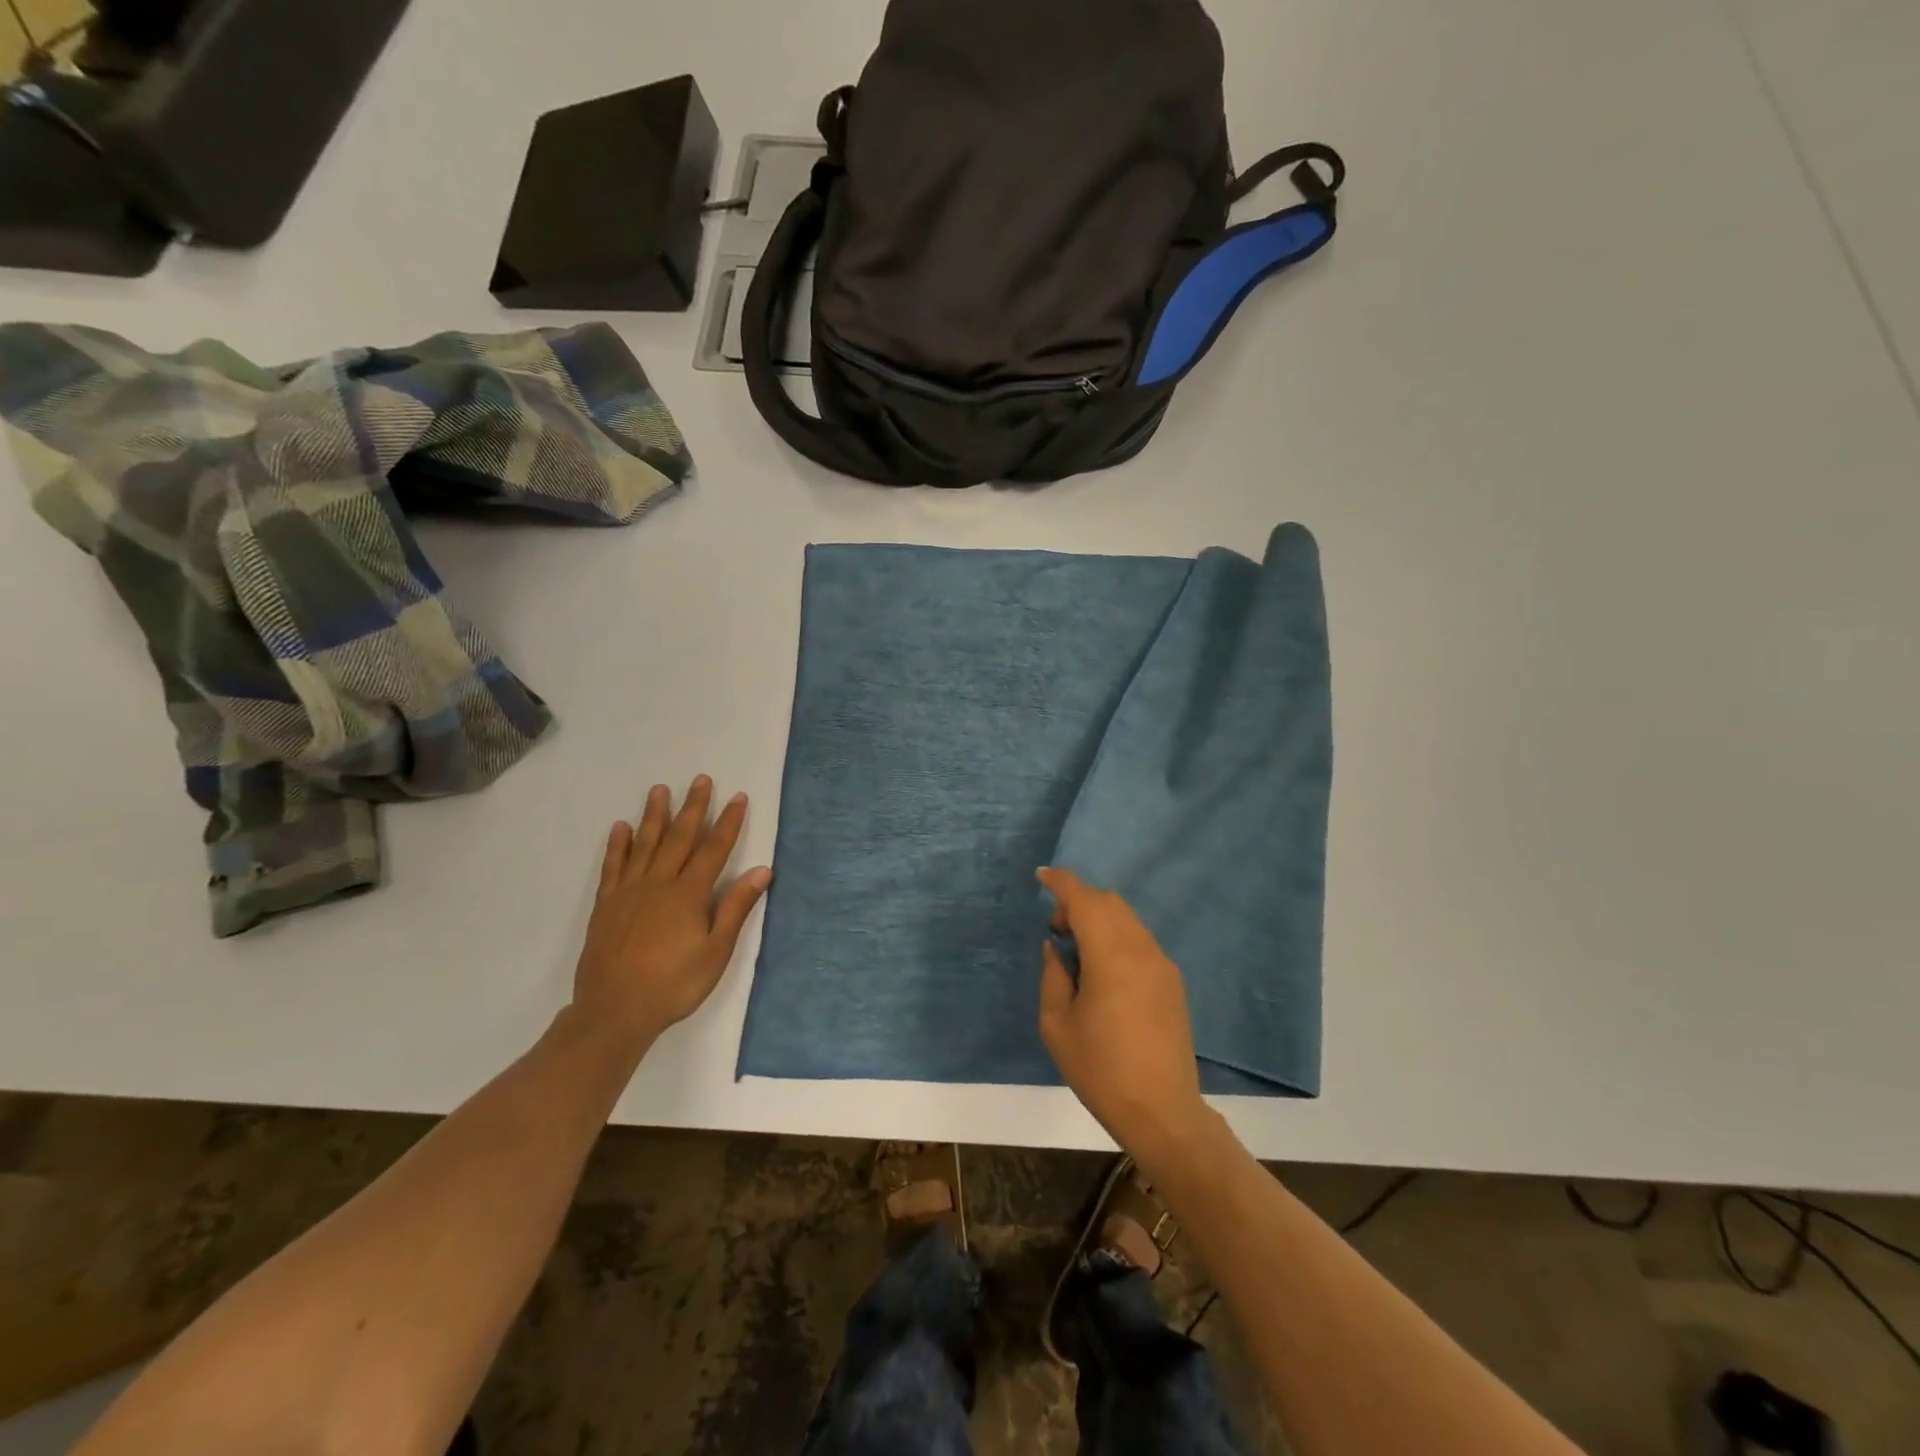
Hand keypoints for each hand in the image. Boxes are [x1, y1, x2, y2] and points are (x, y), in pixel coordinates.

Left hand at [572, 777, 771, 1051]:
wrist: (614, 1011)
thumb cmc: (674, 984)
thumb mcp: (716, 951)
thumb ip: (736, 908)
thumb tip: (762, 871)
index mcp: (689, 894)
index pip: (714, 849)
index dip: (728, 822)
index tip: (737, 797)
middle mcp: (659, 883)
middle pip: (679, 837)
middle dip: (693, 807)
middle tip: (700, 779)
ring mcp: (629, 891)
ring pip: (645, 843)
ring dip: (654, 815)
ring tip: (660, 789)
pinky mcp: (606, 904)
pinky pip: (613, 866)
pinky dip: (618, 845)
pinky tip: (621, 827)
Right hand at [1037, 867, 1210, 1166]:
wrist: (1162, 1112)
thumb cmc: (1100, 1070)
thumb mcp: (1057, 1025)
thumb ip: (1053, 976)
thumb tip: (1055, 948)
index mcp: (1111, 957)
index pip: (1085, 900)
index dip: (1062, 882)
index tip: (1041, 876)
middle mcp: (1141, 950)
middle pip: (1109, 902)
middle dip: (1079, 902)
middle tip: (1056, 931)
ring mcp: (1162, 964)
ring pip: (1127, 918)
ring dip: (1099, 919)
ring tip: (1078, 953)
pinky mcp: (1173, 981)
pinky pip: (1139, 940)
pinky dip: (1116, 936)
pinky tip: (1103, 970)